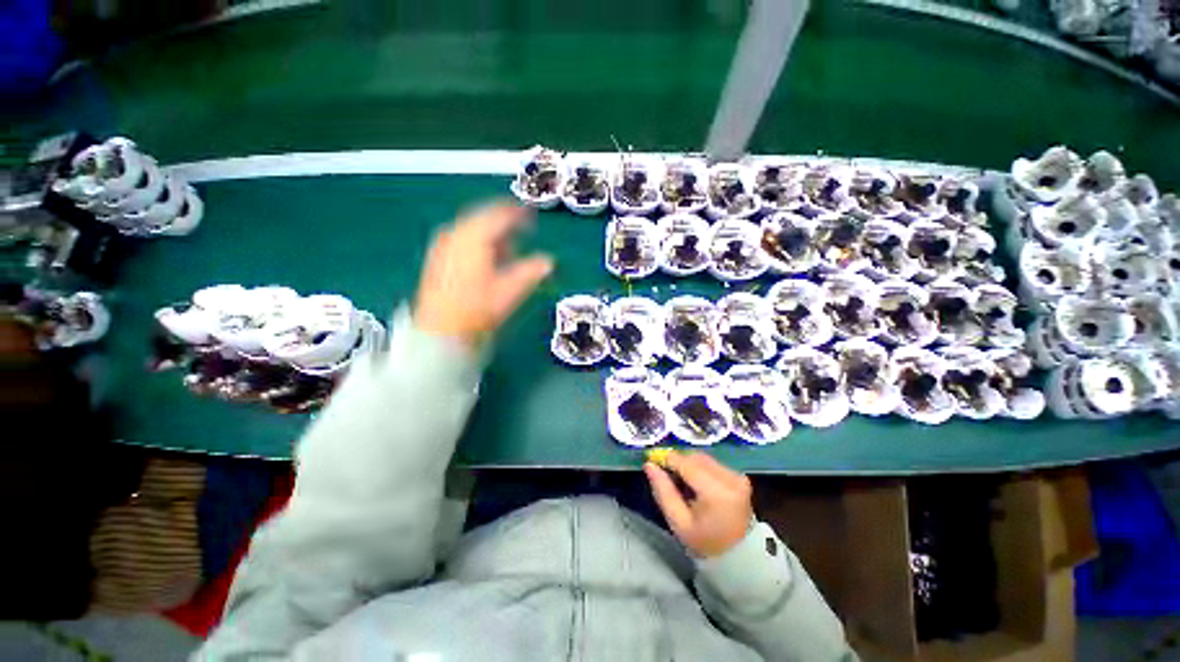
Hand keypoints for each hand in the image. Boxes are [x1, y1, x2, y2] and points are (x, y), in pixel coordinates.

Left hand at [415, 202, 553, 346]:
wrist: (440, 330)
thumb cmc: (477, 309)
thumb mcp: (509, 291)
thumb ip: (531, 272)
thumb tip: (549, 261)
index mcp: (474, 237)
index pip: (498, 215)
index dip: (516, 212)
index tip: (530, 212)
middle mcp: (456, 234)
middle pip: (482, 216)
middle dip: (503, 220)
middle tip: (522, 225)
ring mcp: (444, 244)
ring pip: (472, 227)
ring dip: (491, 231)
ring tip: (509, 243)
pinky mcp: (438, 257)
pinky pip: (462, 237)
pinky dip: (478, 240)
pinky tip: (488, 254)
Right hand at [644, 450, 753, 557]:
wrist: (738, 557)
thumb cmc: (704, 542)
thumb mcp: (678, 522)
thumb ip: (663, 491)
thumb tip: (649, 465)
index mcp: (716, 492)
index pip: (685, 463)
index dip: (666, 458)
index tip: (651, 460)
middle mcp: (730, 478)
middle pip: (694, 457)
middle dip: (677, 461)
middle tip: (663, 472)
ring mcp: (737, 476)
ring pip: (703, 457)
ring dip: (688, 463)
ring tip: (679, 480)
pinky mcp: (739, 476)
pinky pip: (712, 463)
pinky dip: (699, 467)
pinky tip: (694, 482)